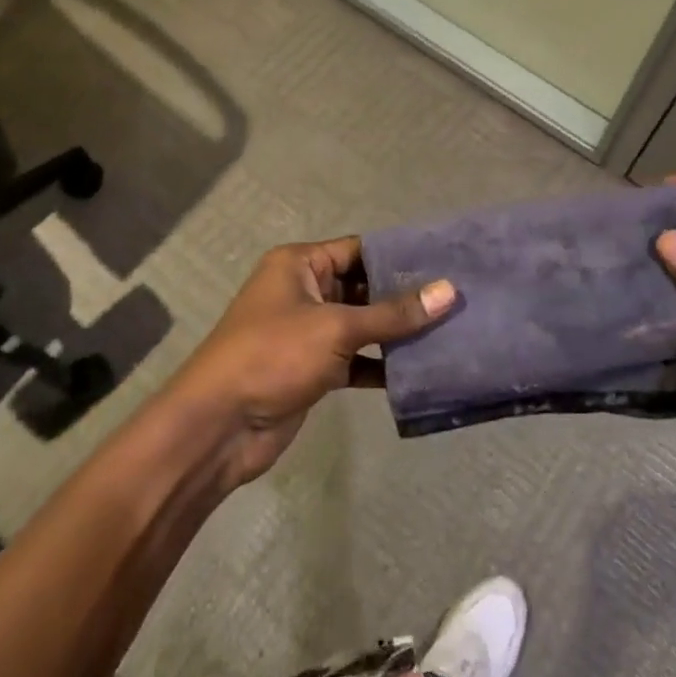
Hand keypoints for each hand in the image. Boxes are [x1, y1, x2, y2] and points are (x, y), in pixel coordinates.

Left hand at [164, 238, 454, 488]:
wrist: (219, 427)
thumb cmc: (273, 356)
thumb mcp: (335, 327)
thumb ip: (393, 313)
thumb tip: (449, 291)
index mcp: (300, 264)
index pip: (359, 249)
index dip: (399, 255)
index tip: (445, 261)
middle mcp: (304, 291)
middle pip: (363, 287)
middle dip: (404, 296)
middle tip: (456, 298)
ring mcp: (309, 332)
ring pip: (362, 324)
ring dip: (397, 332)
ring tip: (449, 330)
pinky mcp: (314, 368)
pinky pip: (356, 358)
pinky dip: (382, 363)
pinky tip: (420, 369)